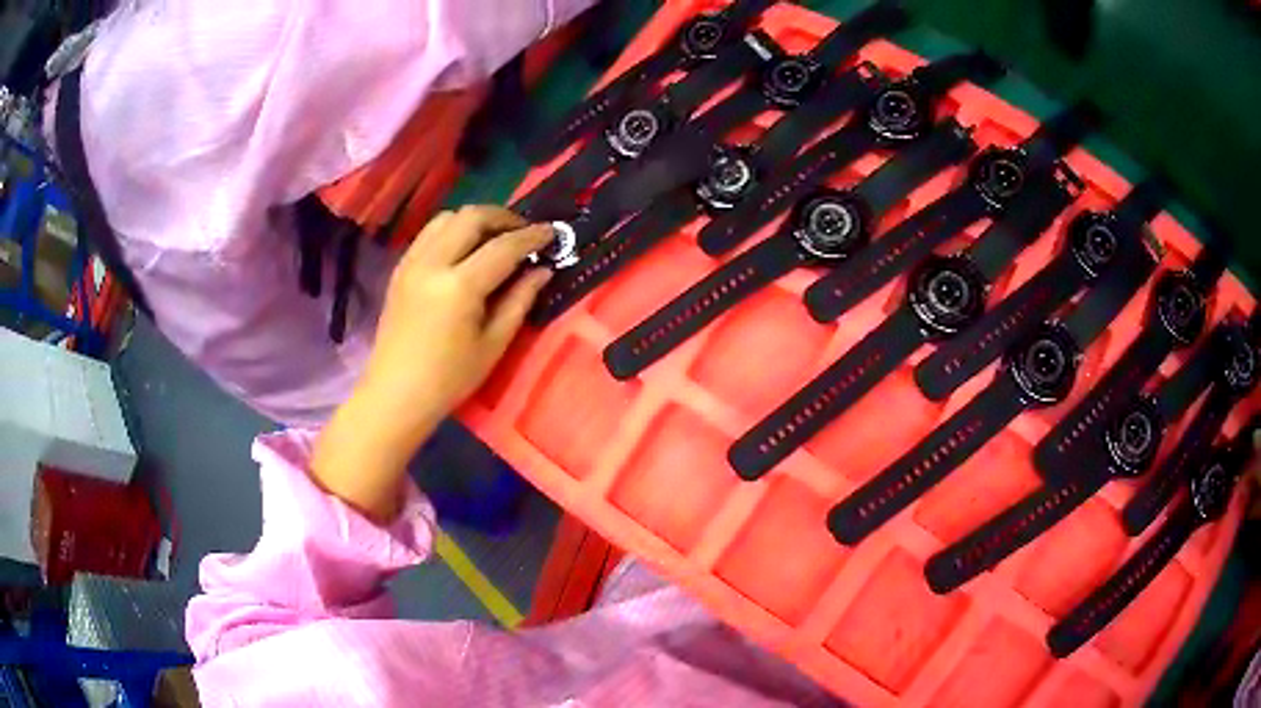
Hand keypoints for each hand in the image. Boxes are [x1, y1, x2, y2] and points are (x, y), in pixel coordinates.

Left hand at [313, 206, 553, 520]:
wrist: (396, 394)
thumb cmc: (449, 379)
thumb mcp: (493, 344)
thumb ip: (520, 300)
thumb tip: (542, 270)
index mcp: (459, 286)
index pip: (503, 247)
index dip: (532, 236)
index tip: (553, 232)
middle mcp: (432, 263)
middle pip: (472, 217)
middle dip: (503, 217)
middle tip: (524, 232)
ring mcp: (412, 262)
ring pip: (447, 218)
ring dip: (475, 220)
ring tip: (494, 238)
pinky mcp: (400, 268)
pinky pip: (429, 233)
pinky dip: (452, 230)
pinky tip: (464, 250)